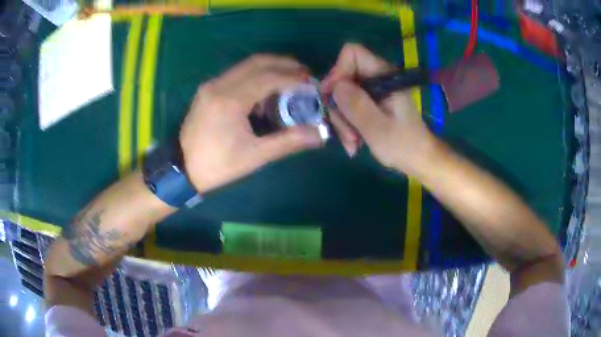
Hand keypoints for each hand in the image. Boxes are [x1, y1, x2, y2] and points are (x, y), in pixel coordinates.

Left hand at [180, 55, 322, 192]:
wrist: (181, 169)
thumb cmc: (218, 165)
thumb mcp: (254, 156)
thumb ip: (288, 141)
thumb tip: (319, 134)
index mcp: (230, 100)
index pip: (268, 77)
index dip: (293, 77)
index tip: (311, 81)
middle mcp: (219, 85)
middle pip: (257, 62)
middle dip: (284, 64)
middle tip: (304, 73)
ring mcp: (211, 85)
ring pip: (246, 65)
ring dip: (270, 67)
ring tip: (289, 79)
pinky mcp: (207, 89)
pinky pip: (236, 73)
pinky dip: (255, 75)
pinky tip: (265, 89)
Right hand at [322, 43, 433, 174]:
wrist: (418, 159)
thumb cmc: (403, 145)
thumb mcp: (377, 127)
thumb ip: (356, 104)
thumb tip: (334, 86)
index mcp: (384, 75)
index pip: (352, 53)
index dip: (338, 70)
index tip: (332, 97)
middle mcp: (377, 77)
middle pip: (343, 77)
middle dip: (339, 106)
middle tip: (345, 133)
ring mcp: (373, 91)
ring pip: (343, 95)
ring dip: (342, 120)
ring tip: (351, 143)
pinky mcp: (371, 102)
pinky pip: (349, 106)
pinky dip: (347, 124)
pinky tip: (354, 142)